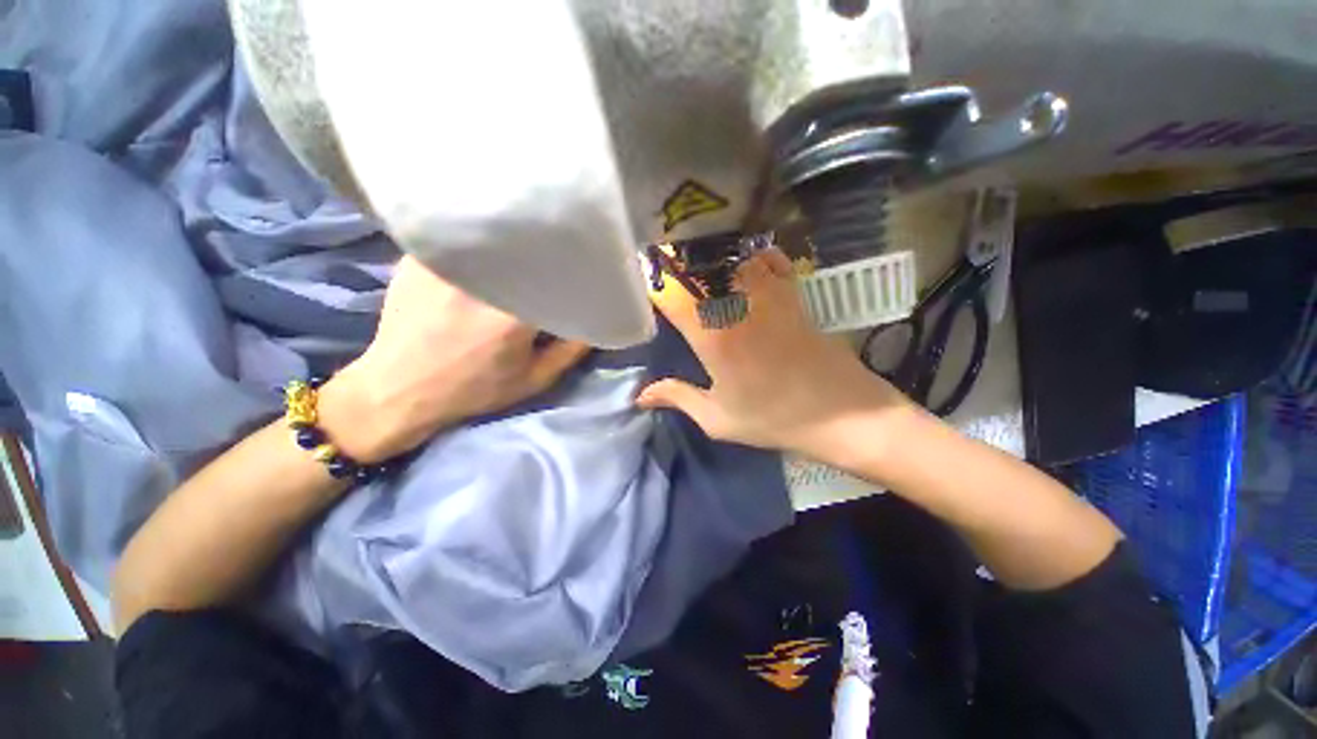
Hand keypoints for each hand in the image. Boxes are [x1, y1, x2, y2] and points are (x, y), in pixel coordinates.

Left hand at [318, 257, 590, 461]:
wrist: (399, 389)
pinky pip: (460, 236)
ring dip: (512, 237)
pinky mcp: (418, 258)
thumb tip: (595, 319)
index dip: (574, 264)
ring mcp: (443, 265)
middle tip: (560, 244)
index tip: (585, 261)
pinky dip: (479, 237)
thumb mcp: (534, 379)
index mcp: (512, 316)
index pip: (556, 273)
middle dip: (547, 247)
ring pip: (491, 234)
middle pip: (526, 247)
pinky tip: (486, 244)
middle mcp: (479, 282)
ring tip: (527, 237)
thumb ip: (570, 350)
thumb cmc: (474, 389)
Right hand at [636, 248, 913, 458]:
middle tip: (663, 269)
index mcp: (711, 335)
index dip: (651, 283)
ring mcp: (768, 293)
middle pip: (698, 265)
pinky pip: (768, 259)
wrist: (842, 413)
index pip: (670, 292)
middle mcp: (737, 304)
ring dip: (709, 256)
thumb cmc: (774, 418)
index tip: (642, 285)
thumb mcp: (718, 419)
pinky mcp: (792, 292)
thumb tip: (639, 395)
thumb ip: (676, 398)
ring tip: (695, 261)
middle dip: (675, 263)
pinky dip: (751, 255)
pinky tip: (742, 264)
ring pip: (730, 256)